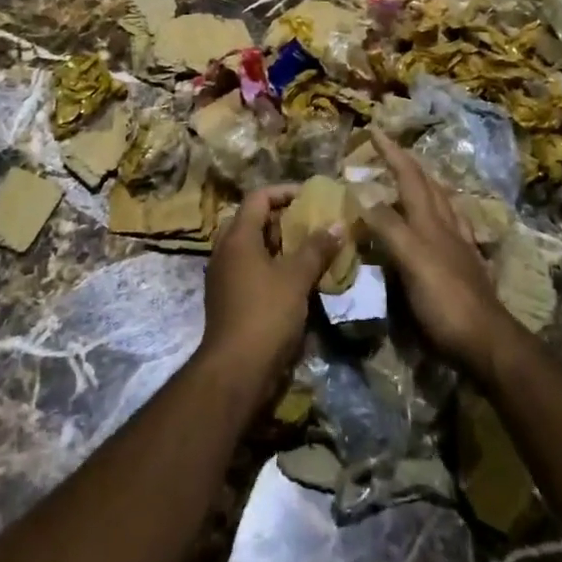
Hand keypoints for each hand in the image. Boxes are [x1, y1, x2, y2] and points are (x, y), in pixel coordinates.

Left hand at [197, 184, 341, 401]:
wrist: (235, 369)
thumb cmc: (266, 314)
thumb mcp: (296, 278)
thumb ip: (317, 248)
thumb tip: (337, 223)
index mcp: (237, 237)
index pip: (258, 197)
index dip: (284, 192)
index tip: (310, 197)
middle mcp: (225, 251)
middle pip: (253, 221)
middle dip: (282, 219)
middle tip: (311, 223)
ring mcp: (224, 277)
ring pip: (252, 248)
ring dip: (279, 245)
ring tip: (309, 250)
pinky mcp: (228, 299)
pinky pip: (250, 270)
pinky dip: (272, 267)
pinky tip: (296, 280)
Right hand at [366, 132, 517, 378]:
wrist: (487, 342)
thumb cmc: (445, 300)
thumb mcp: (411, 260)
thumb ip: (389, 226)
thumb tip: (363, 191)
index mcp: (430, 221)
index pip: (409, 177)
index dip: (392, 153)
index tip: (375, 130)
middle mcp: (446, 227)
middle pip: (428, 186)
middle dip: (408, 164)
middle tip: (391, 151)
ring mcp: (459, 247)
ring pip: (441, 205)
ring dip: (424, 186)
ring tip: (412, 180)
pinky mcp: (465, 268)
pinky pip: (450, 230)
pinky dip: (437, 217)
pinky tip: (438, 225)